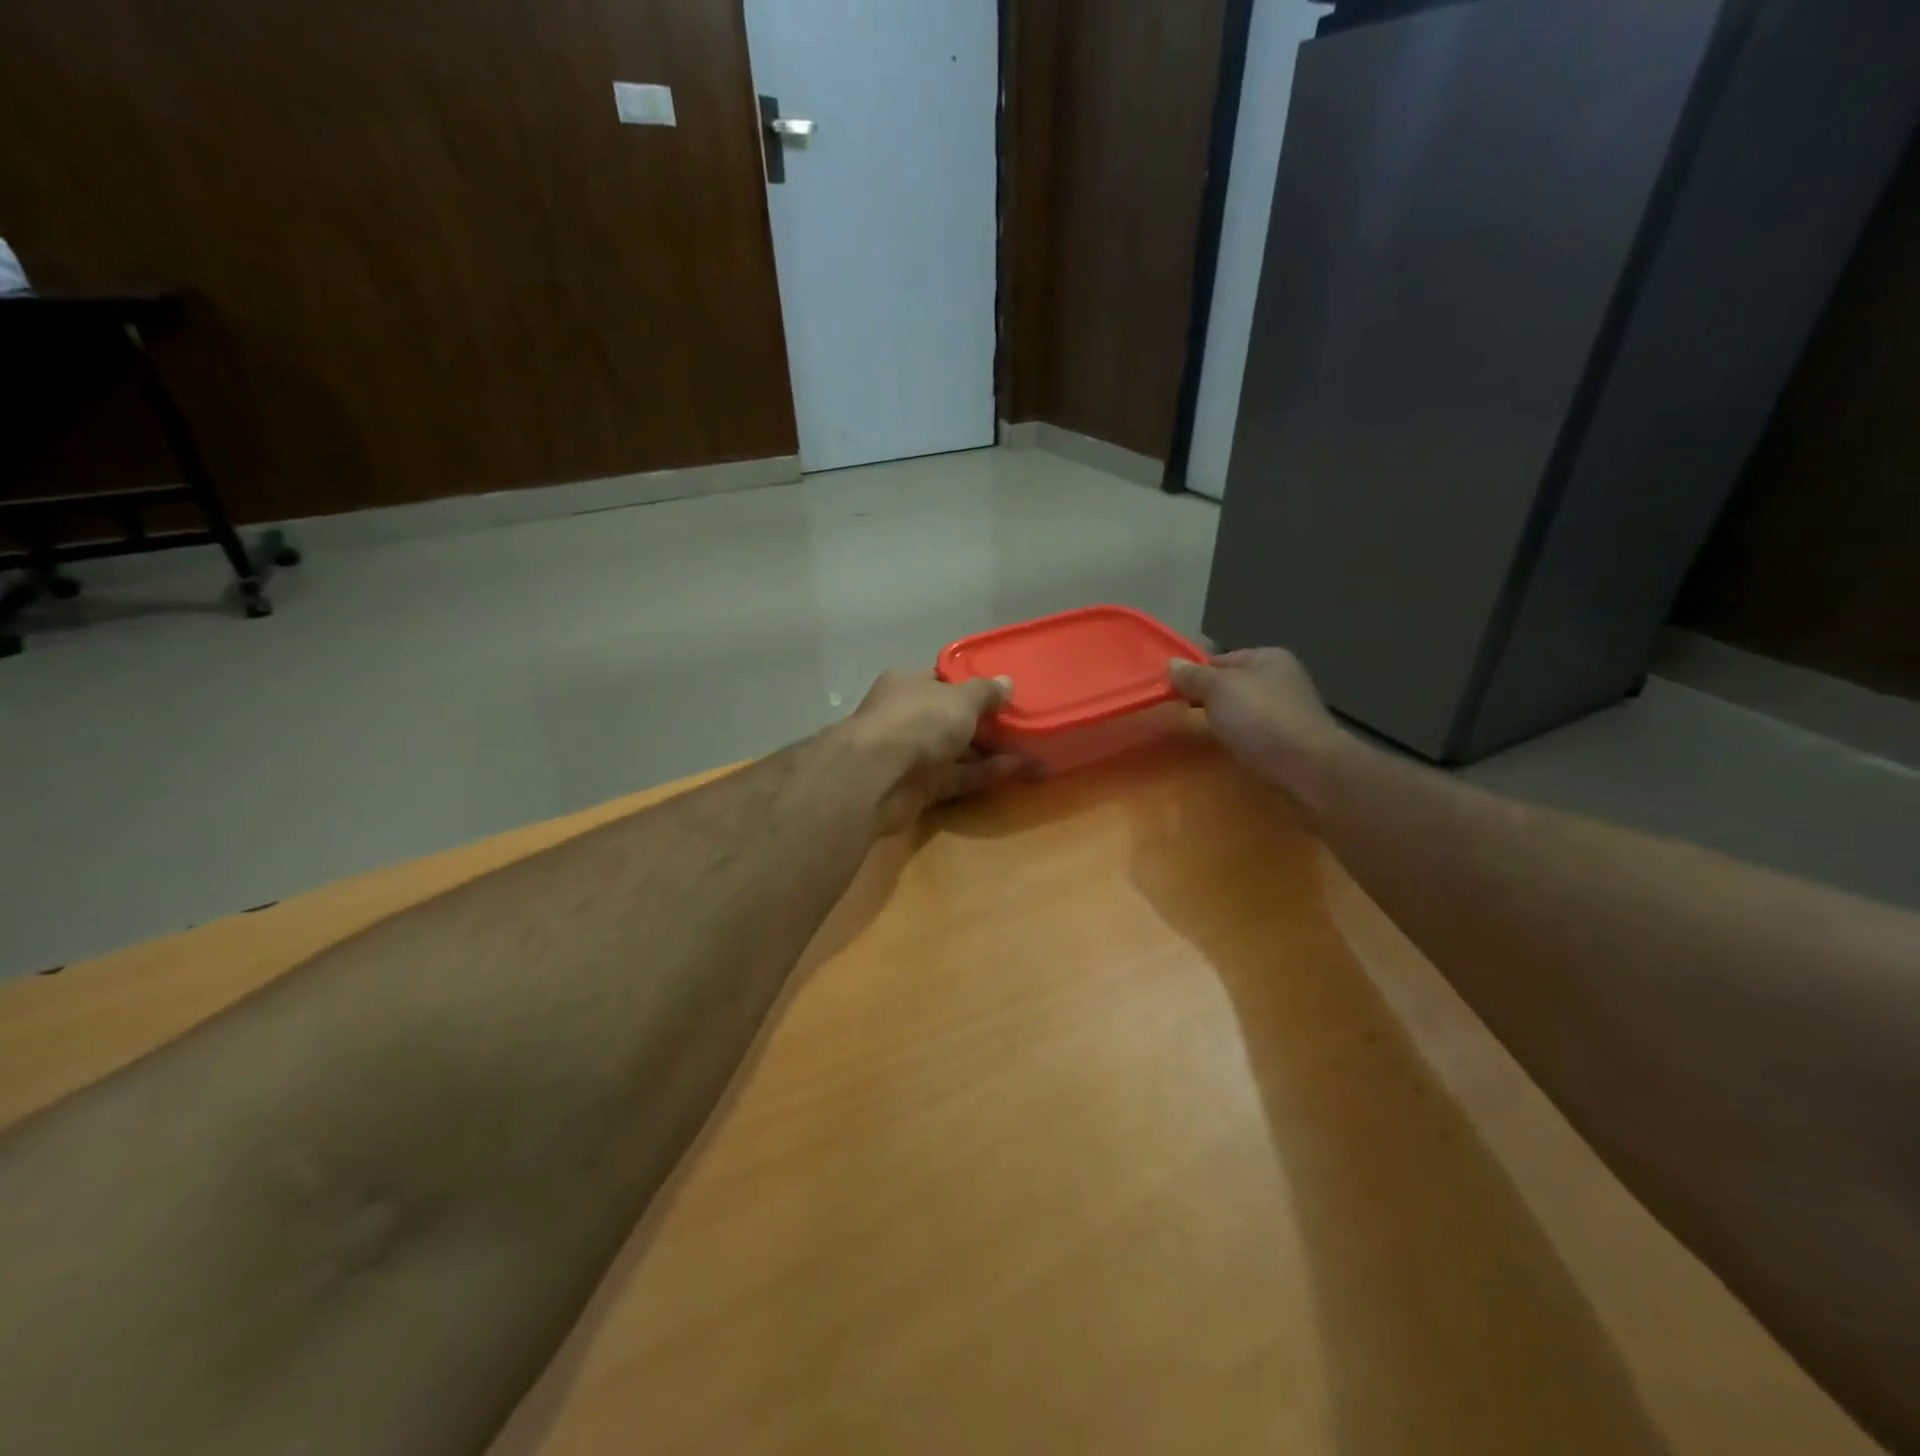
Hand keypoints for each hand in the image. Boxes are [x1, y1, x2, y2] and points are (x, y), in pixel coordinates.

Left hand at [843, 668, 1020, 830]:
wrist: (877, 777)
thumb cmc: (919, 721)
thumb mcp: (961, 698)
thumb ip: (986, 692)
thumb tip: (1006, 682)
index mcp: (909, 684)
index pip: (943, 680)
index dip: (972, 685)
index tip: (1003, 692)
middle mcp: (908, 716)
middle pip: (951, 717)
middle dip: (986, 721)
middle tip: (1024, 721)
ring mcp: (912, 753)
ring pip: (957, 749)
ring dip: (990, 749)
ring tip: (1031, 746)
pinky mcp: (920, 787)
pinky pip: (958, 776)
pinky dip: (984, 772)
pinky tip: (1017, 768)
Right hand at [1170, 649, 1349, 805]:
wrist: (1308, 769)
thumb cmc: (1261, 719)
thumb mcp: (1219, 689)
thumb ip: (1193, 677)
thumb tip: (1172, 663)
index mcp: (1268, 658)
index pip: (1219, 660)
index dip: (1194, 674)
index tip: (1171, 693)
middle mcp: (1281, 679)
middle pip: (1231, 686)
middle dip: (1207, 699)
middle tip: (1179, 714)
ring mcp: (1287, 712)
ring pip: (1242, 712)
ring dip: (1222, 722)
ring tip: (1199, 735)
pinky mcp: (1289, 742)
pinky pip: (1253, 734)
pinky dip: (1238, 740)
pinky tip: (1226, 750)